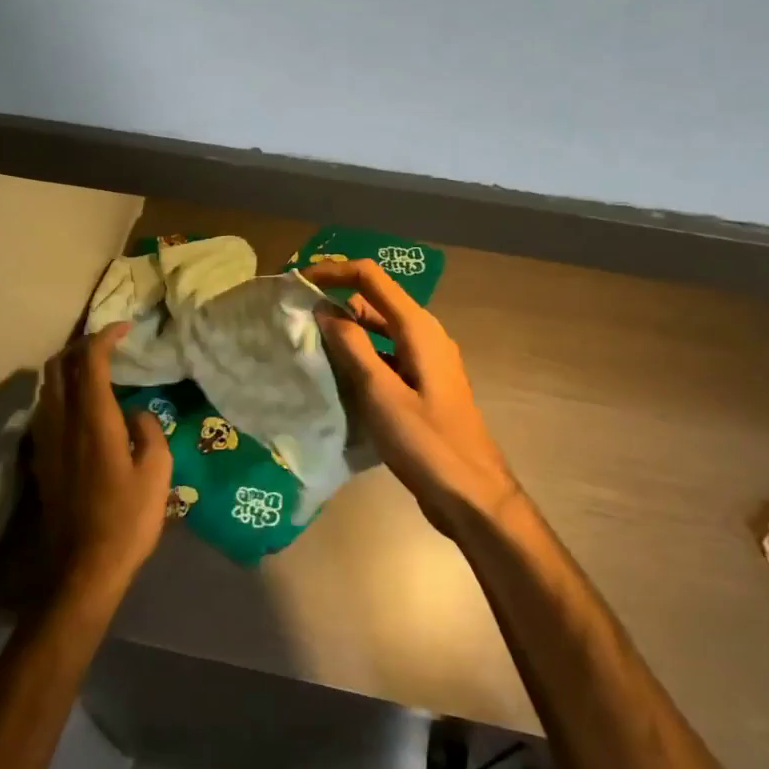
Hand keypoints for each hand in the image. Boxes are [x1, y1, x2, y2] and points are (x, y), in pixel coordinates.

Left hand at [30, 325, 173, 605]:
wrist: (81, 571)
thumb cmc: (126, 521)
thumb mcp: (157, 474)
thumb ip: (148, 433)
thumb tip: (136, 415)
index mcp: (94, 421)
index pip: (89, 362)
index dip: (104, 337)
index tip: (124, 328)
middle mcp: (63, 423)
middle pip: (59, 366)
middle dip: (81, 346)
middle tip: (108, 346)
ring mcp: (46, 441)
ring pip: (47, 387)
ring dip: (68, 368)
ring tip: (95, 371)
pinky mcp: (41, 460)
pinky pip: (45, 409)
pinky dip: (61, 392)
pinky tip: (81, 407)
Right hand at [303, 260, 522, 537]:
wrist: (472, 495)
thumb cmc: (426, 443)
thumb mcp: (381, 393)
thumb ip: (352, 347)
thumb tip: (325, 309)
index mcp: (417, 328)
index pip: (371, 278)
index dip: (333, 272)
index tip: (298, 283)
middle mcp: (424, 335)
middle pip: (374, 301)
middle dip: (336, 301)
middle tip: (296, 317)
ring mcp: (425, 360)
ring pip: (378, 331)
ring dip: (346, 332)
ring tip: (308, 344)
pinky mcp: (422, 384)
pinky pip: (385, 356)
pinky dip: (360, 357)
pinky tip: (335, 377)